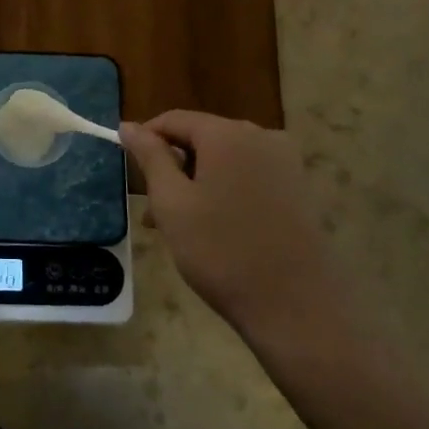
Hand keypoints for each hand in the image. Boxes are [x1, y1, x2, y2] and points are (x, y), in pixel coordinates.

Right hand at [122, 111, 374, 366]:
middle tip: (153, 211)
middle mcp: (262, 136)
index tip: (130, 172)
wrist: (296, 308)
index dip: (146, 140)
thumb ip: (150, 157)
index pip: (174, 120)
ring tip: (180, 227)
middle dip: (173, 167)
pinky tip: (217, 229)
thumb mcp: (172, 203)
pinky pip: (249, 176)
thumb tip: (129, 125)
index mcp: (228, 134)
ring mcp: (286, 163)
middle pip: (201, 138)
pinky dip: (225, 192)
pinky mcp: (300, 189)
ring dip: (197, 183)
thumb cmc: (222, 252)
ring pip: (225, 160)